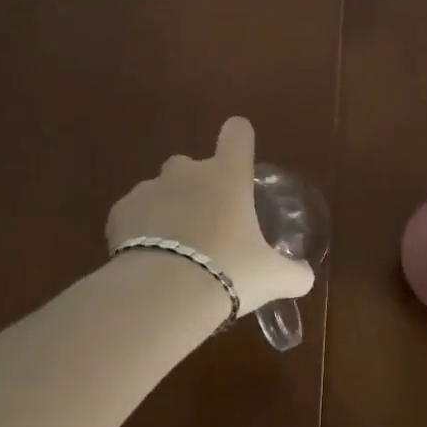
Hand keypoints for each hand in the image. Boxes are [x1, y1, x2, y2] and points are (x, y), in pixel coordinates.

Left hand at [106, 117, 313, 314]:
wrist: (163, 293)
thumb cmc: (228, 271)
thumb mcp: (272, 278)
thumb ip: (293, 273)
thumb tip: (306, 276)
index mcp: (228, 176)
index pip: (237, 133)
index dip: (239, 140)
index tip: (240, 157)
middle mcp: (188, 172)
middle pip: (191, 165)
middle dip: (196, 188)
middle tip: (206, 227)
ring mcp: (150, 188)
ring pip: (160, 190)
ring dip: (166, 210)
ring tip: (173, 250)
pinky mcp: (120, 211)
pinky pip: (133, 214)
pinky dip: (138, 230)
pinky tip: (147, 260)